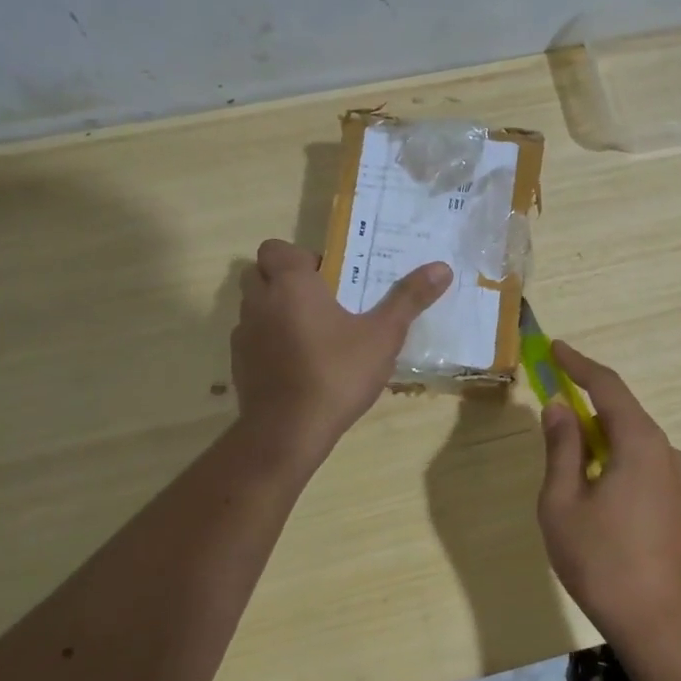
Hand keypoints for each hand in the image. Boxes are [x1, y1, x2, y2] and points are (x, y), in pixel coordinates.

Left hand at [231, 239, 451, 461]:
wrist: (288, 432)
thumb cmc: (337, 374)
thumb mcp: (383, 336)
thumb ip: (409, 299)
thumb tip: (442, 267)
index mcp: (291, 285)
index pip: (277, 248)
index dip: (301, 257)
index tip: (330, 277)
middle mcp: (259, 302)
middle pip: (260, 272)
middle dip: (285, 279)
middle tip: (323, 299)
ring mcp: (244, 334)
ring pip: (254, 306)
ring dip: (276, 309)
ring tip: (314, 332)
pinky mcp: (238, 365)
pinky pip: (252, 339)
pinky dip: (269, 341)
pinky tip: (298, 363)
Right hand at [536, 342, 680, 652]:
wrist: (659, 624)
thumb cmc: (602, 561)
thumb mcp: (563, 502)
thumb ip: (561, 447)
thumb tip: (559, 407)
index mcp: (641, 443)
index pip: (607, 386)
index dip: (579, 364)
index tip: (554, 348)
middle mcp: (667, 451)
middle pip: (621, 413)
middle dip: (585, 406)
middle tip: (551, 411)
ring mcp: (679, 478)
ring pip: (631, 442)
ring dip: (599, 441)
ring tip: (567, 471)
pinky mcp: (680, 502)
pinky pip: (642, 465)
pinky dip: (615, 462)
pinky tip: (595, 494)